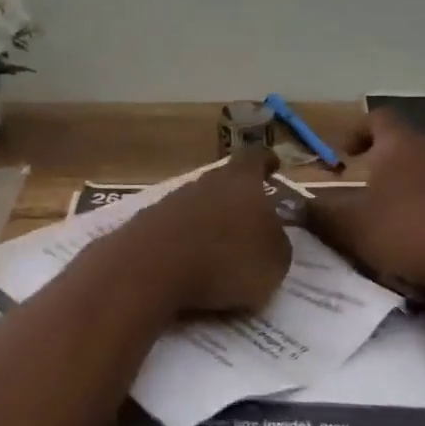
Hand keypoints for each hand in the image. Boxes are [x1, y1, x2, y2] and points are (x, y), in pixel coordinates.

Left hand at [109, 150, 292, 314]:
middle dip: (238, 199)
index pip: (256, 157)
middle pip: (225, 181)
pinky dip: (186, 241)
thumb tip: (271, 234)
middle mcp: (206, 182)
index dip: (266, 161)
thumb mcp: (275, 261)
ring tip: (221, 249)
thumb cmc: (226, 259)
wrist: (151, 268)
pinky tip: (190, 263)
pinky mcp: (147, 223)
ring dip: (210, 221)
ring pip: (199, 204)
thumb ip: (277, 242)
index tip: (273, 165)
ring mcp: (172, 200)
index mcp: (242, 180)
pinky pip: (176, 228)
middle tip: (251, 220)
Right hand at [308, 109, 424, 289]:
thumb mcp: (351, 227)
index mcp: (399, 144)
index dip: (357, 131)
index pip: (377, 118)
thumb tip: (288, 204)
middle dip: (384, 161)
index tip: (344, 154)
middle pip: (405, 143)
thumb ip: (318, 213)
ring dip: (411, 184)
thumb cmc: (407, 231)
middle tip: (365, 186)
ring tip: (395, 213)